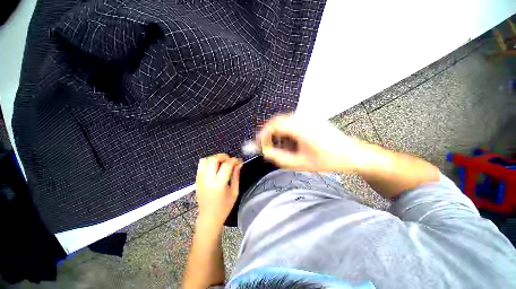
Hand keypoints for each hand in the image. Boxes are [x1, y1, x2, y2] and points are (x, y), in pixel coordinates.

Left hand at [195, 154, 242, 226]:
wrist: (208, 218)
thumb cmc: (224, 207)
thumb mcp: (234, 191)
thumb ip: (236, 175)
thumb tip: (239, 163)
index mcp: (219, 184)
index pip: (226, 165)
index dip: (234, 160)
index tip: (239, 160)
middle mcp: (208, 180)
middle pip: (213, 159)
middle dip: (223, 156)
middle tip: (229, 160)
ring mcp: (200, 179)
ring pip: (205, 160)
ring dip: (215, 158)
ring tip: (221, 162)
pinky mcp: (197, 180)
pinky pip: (200, 165)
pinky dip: (208, 162)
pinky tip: (214, 167)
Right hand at [259, 114, 363, 171]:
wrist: (352, 154)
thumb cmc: (326, 160)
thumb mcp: (299, 163)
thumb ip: (279, 158)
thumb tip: (265, 152)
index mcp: (299, 127)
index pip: (273, 125)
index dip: (263, 134)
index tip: (259, 144)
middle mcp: (302, 118)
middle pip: (278, 121)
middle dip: (270, 134)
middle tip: (268, 146)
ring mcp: (308, 117)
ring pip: (285, 121)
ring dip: (279, 133)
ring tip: (281, 146)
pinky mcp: (312, 119)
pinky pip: (293, 122)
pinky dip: (287, 131)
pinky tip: (292, 142)